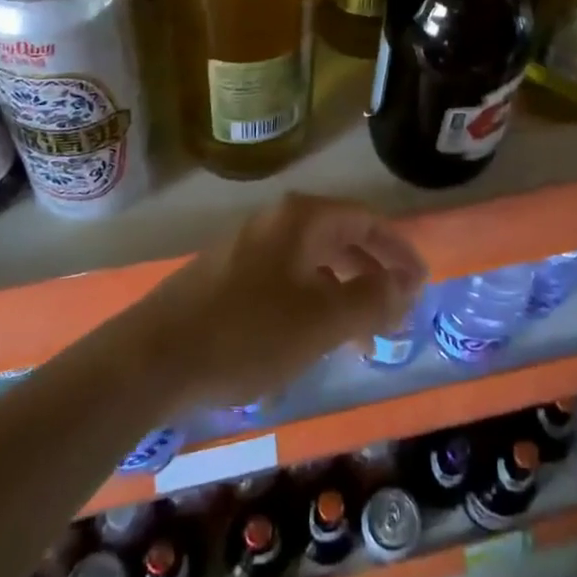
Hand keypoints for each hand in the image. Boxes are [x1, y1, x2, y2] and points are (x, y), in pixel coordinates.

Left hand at [140, 193, 426, 410]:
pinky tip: (312, 341)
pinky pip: (287, 281)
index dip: (399, 251)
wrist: (154, 357)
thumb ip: (372, 299)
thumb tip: (407, 285)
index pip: (367, 221)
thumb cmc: (248, 331)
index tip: (422, 283)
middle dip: (373, 276)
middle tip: (396, 314)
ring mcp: (249, 247)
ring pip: (313, 264)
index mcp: (303, 219)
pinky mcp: (228, 276)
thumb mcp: (322, 319)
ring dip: (344, 295)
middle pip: (341, 239)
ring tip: (361, 339)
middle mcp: (277, 222)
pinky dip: (312, 304)